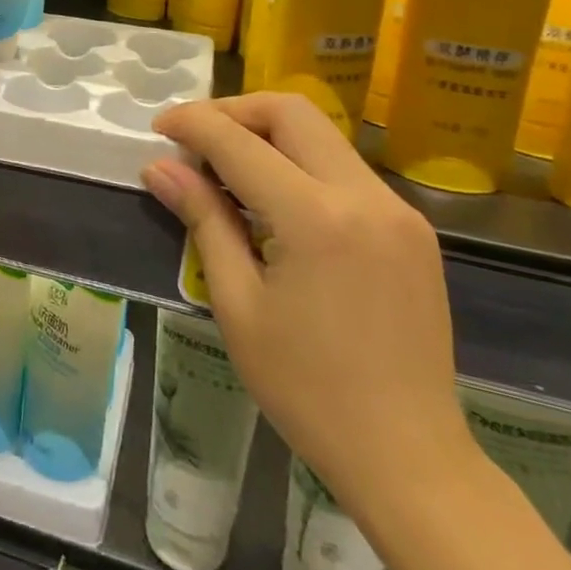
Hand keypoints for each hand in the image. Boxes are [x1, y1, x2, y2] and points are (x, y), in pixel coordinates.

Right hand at [143, 94, 473, 517]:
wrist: (410, 459)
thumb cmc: (307, 390)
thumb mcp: (237, 305)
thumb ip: (203, 220)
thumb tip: (159, 167)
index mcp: (315, 219)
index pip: (238, 141)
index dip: (192, 124)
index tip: (159, 129)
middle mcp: (363, 196)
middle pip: (289, 111)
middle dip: (233, 111)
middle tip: (195, 140)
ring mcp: (397, 210)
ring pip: (321, 133)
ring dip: (267, 134)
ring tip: (228, 170)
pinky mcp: (412, 228)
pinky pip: (345, 167)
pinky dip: (301, 162)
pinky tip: (276, 201)